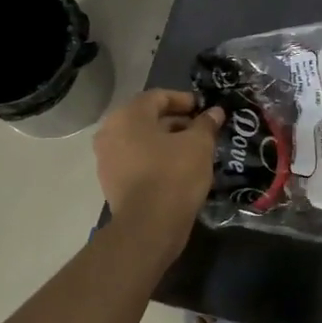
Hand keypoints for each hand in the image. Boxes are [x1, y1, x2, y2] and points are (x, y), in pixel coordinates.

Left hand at [94, 90, 222, 244]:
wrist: (149, 226)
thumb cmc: (174, 174)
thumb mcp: (199, 145)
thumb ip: (206, 124)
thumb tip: (215, 112)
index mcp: (128, 116)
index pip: (158, 96)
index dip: (185, 100)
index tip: (205, 110)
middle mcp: (110, 132)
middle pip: (147, 118)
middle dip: (177, 121)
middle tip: (202, 130)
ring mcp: (107, 158)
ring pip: (141, 140)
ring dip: (167, 141)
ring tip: (193, 150)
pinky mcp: (111, 181)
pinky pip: (136, 160)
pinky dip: (156, 159)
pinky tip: (178, 168)